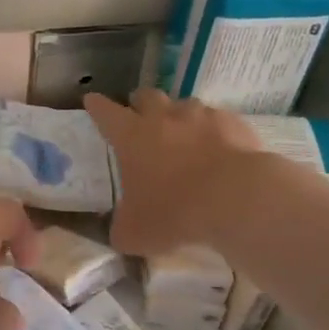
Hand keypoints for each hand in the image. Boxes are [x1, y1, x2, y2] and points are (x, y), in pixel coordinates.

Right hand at [85, 89, 263, 255]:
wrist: (236, 199)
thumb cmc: (174, 212)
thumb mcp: (135, 233)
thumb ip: (122, 227)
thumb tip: (121, 229)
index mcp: (131, 136)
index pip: (105, 112)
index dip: (97, 106)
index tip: (92, 101)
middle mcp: (164, 117)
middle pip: (146, 96)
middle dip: (139, 104)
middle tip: (139, 117)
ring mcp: (202, 116)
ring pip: (184, 105)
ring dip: (178, 117)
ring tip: (182, 136)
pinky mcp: (234, 123)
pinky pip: (218, 120)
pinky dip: (213, 131)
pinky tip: (217, 149)